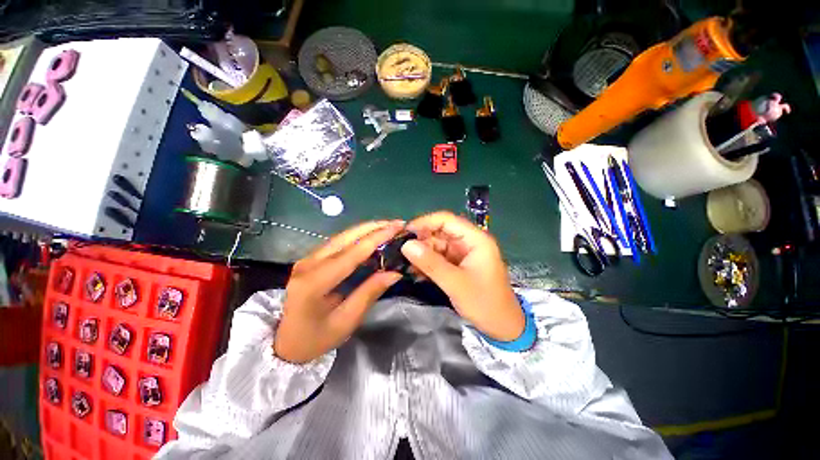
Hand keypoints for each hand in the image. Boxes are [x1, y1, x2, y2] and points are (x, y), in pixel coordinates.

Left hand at [274, 220, 404, 362]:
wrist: (285, 344)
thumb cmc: (316, 339)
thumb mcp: (346, 321)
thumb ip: (370, 293)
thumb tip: (395, 272)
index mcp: (315, 282)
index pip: (353, 252)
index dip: (377, 237)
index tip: (398, 227)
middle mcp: (309, 263)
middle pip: (346, 237)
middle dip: (374, 227)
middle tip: (397, 223)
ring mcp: (308, 259)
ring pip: (342, 236)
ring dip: (367, 230)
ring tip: (388, 227)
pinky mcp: (311, 260)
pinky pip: (338, 243)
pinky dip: (358, 237)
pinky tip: (372, 238)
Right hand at [401, 211, 524, 340]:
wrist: (502, 328)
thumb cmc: (484, 303)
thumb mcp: (456, 283)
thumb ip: (431, 263)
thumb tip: (406, 245)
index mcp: (475, 239)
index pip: (446, 220)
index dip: (424, 223)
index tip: (405, 233)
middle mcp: (469, 242)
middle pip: (440, 232)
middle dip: (420, 241)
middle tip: (400, 252)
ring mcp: (463, 254)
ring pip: (437, 246)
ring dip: (422, 254)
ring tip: (404, 264)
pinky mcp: (458, 265)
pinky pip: (439, 258)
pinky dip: (427, 263)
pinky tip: (415, 271)